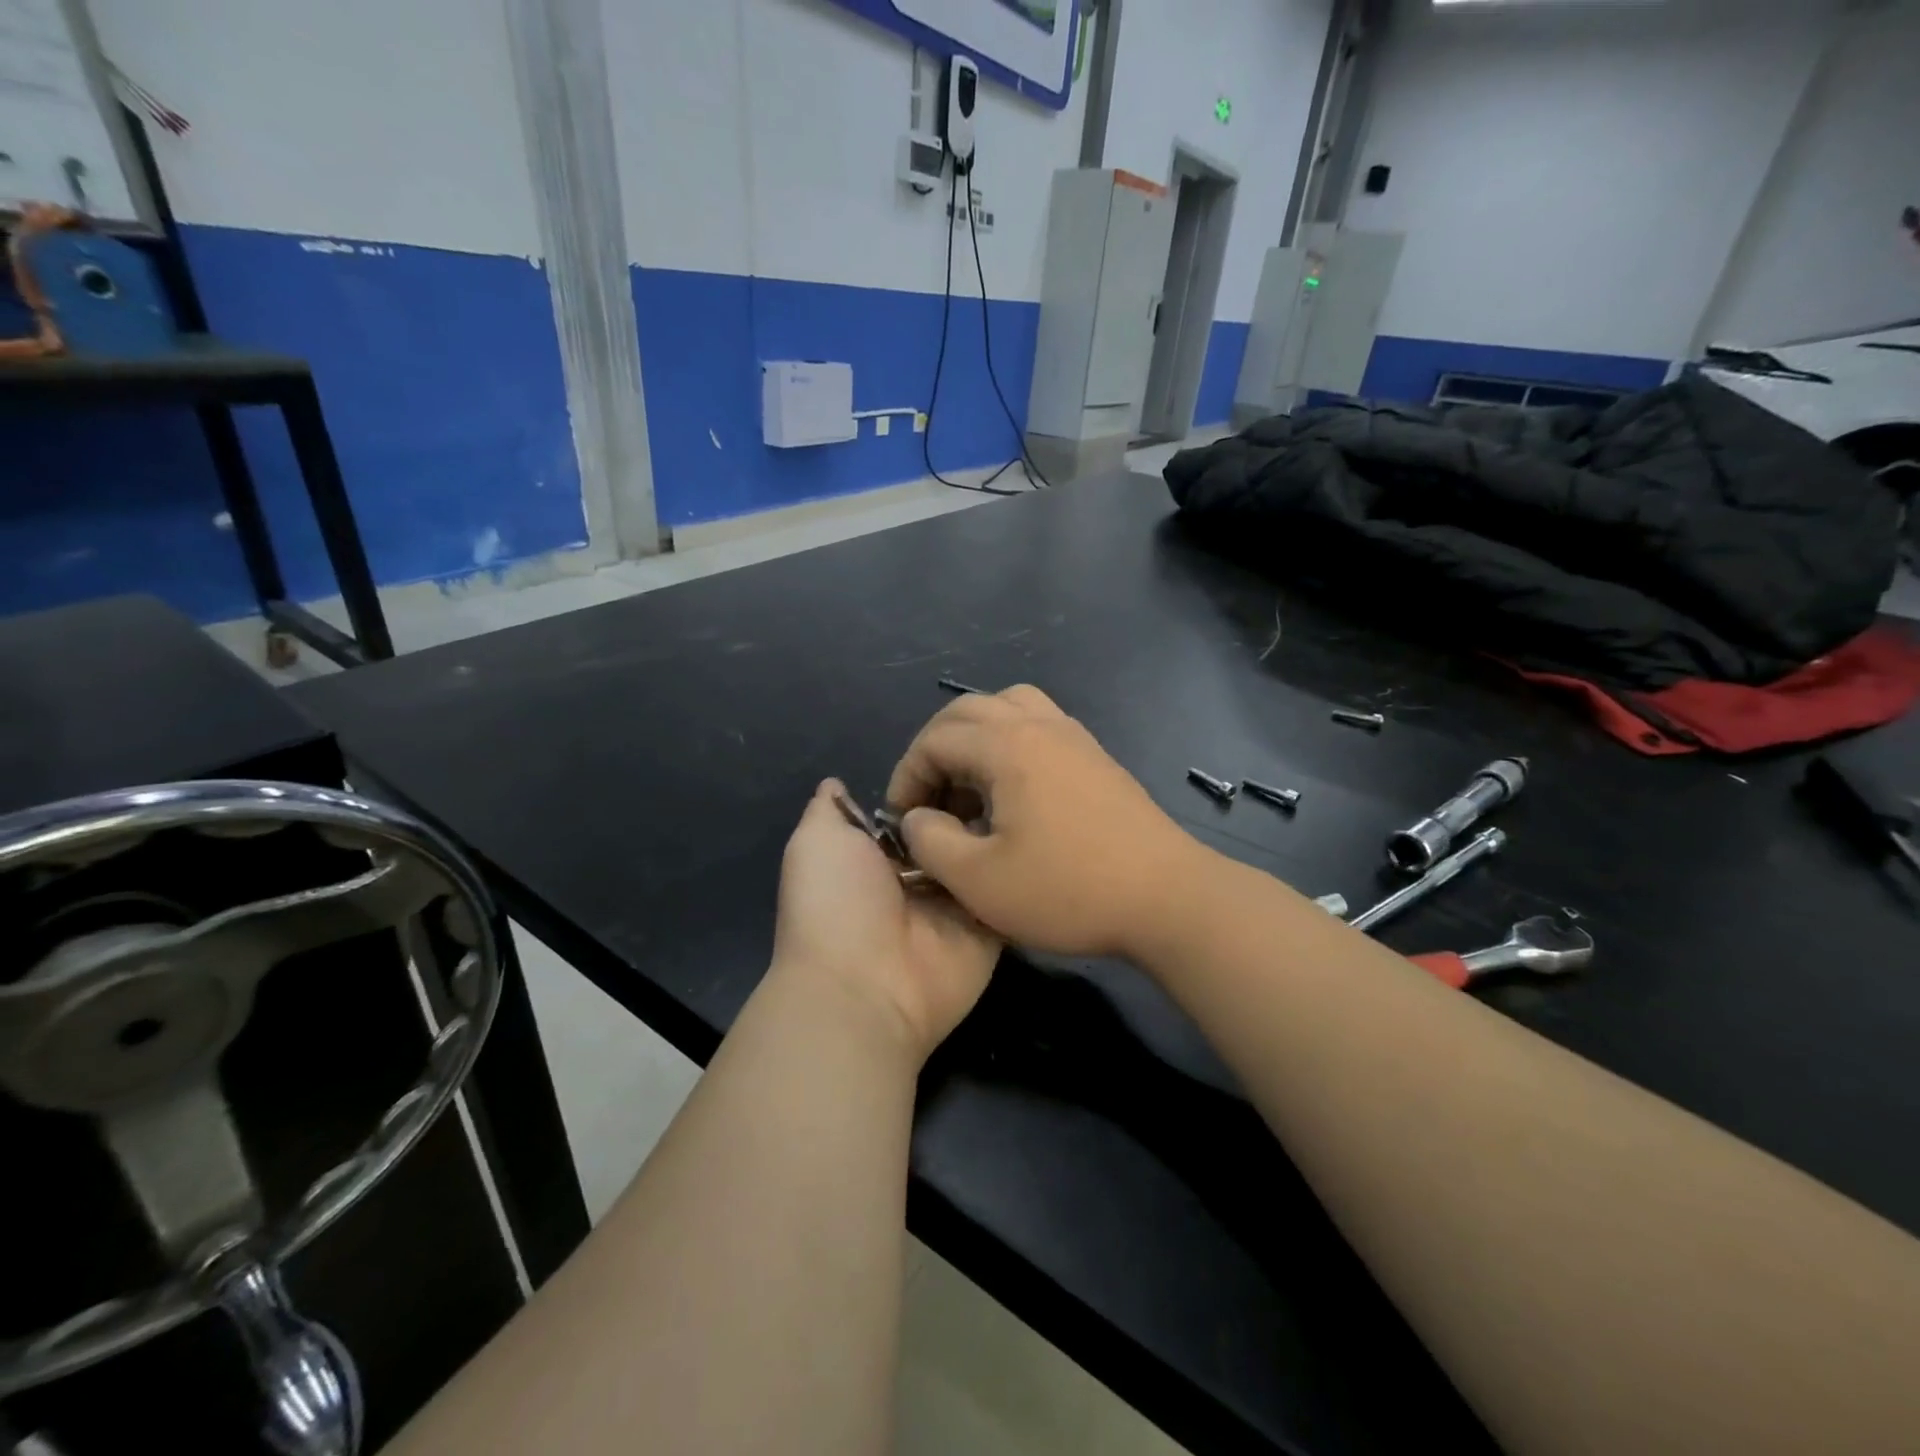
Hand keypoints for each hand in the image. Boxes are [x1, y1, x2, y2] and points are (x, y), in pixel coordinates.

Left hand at [771, 780, 1001, 1065]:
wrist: (866, 987)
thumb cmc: (836, 903)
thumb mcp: (817, 842)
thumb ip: (830, 811)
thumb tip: (835, 784)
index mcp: (877, 858)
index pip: (914, 812)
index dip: (932, 785)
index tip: (960, 757)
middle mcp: (919, 880)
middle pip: (954, 830)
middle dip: (972, 803)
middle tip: (1003, 775)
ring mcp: (957, 905)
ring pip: (985, 856)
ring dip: (1001, 829)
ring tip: (1028, 796)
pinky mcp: (990, 929)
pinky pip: (1011, 890)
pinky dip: (1024, 868)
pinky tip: (1042, 835)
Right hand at [885, 686, 1205, 959]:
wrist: (1166, 898)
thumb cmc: (1067, 890)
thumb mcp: (978, 880)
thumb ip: (930, 841)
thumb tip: (917, 817)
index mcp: (1007, 745)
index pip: (935, 740)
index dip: (907, 776)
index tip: (902, 820)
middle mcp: (1039, 724)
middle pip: (968, 710)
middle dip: (935, 749)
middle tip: (929, 798)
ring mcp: (1074, 736)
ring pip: (1008, 707)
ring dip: (976, 737)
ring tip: (970, 785)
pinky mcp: (1096, 756)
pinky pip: (1038, 724)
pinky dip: (1010, 742)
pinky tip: (1014, 792)